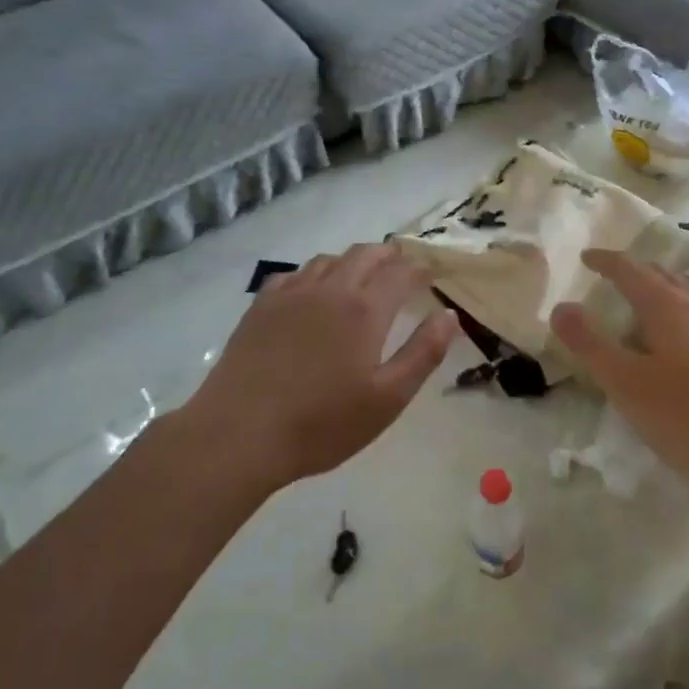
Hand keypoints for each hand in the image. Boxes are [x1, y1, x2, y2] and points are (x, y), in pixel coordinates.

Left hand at [181, 243, 458, 488]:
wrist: (239, 434)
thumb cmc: (322, 423)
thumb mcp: (387, 398)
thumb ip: (423, 353)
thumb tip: (448, 315)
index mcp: (364, 309)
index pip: (401, 273)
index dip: (421, 269)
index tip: (432, 272)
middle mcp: (330, 289)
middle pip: (365, 254)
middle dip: (389, 255)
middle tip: (402, 266)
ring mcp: (291, 294)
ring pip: (328, 259)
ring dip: (352, 260)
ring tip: (362, 275)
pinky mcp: (261, 307)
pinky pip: (293, 274)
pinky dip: (314, 273)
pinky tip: (312, 290)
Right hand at [549, 249, 688, 495]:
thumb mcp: (626, 383)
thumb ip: (591, 344)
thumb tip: (561, 307)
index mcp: (667, 305)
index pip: (630, 269)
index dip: (606, 260)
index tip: (588, 257)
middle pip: (666, 275)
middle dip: (638, 272)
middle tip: (618, 279)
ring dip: (670, 291)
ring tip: (656, 305)